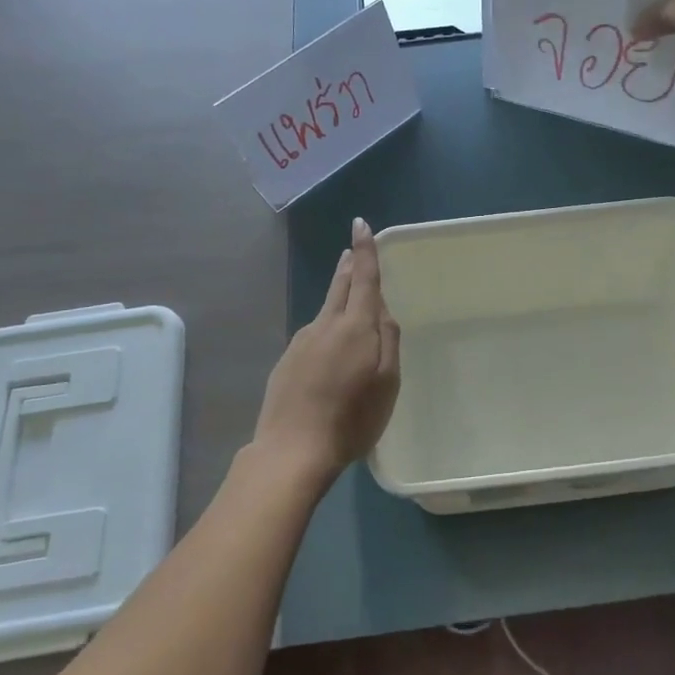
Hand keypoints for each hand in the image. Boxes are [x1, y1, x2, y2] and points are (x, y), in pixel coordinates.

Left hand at [253, 217, 400, 484]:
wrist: (292, 450)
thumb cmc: (352, 418)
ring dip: (337, 299)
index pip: (364, 278)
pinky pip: (313, 337)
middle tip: (351, 251)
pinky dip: (326, 333)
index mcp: (355, 326)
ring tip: (350, 307)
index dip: (364, 250)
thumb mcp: (387, 382)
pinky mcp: (286, 361)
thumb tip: (382, 310)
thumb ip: (388, 340)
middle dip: (348, 266)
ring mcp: (301, 342)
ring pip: (325, 312)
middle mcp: (325, 325)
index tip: (360, 224)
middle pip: (339, 287)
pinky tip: (329, 356)